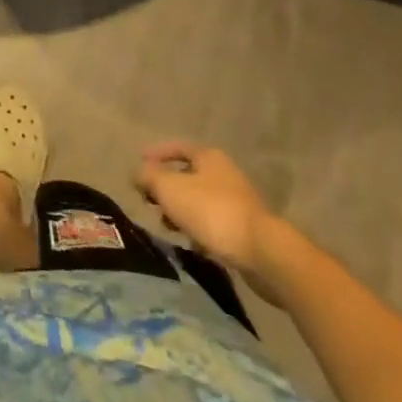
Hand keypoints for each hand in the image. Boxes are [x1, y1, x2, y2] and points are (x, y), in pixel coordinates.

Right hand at [136, 141, 291, 297]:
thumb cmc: (211, 211)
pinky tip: (193, 244)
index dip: (156, 153)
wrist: (264, 254)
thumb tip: (137, 173)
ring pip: (200, 202)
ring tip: (168, 226)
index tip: (139, 162)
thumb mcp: (169, 188)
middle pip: (188, 176)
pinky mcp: (247, 230)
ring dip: (181, 212)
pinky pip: (214, 224)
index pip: (177, 147)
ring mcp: (240, 203)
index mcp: (209, 157)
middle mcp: (226, 174)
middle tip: (150, 201)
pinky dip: (199, 230)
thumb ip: (147, 177)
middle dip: (167, 188)